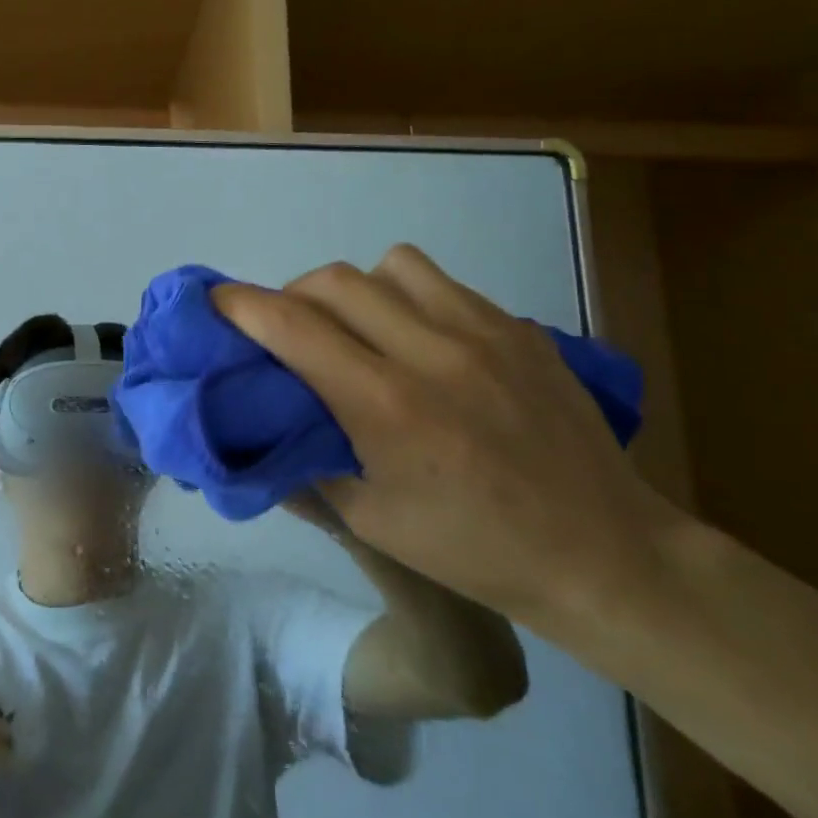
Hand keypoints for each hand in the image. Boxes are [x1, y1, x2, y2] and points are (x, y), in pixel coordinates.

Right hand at [214, 245, 686, 625]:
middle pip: (333, 280)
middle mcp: (429, 351)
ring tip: (359, 327)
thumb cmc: (475, 550)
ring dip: (355, 288)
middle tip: (289, 328)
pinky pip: (443, 283)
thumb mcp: (372, 522)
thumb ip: (308, 462)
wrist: (603, 552)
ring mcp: (482, 331)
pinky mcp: (518, 328)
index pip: (292, 328)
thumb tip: (262, 427)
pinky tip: (422, 339)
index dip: (241, 306)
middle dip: (293, 294)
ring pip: (389, 265)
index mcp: (386, 406)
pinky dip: (409, 296)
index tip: (214, 301)